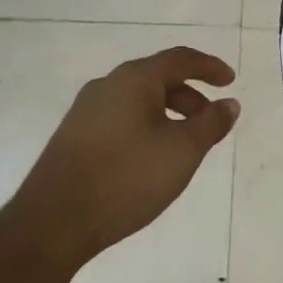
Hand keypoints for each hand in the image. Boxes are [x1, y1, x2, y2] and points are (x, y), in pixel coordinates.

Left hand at [17, 47, 239, 268]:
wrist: (52, 222)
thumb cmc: (126, 178)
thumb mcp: (182, 151)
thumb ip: (210, 124)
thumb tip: (229, 104)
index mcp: (134, 79)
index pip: (180, 59)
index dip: (209, 67)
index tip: (230, 81)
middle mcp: (107, 85)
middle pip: (158, 78)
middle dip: (190, 95)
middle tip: (210, 120)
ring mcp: (85, 111)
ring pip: (138, 100)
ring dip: (168, 113)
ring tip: (184, 143)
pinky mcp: (74, 136)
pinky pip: (120, 118)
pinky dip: (146, 125)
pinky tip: (151, 157)